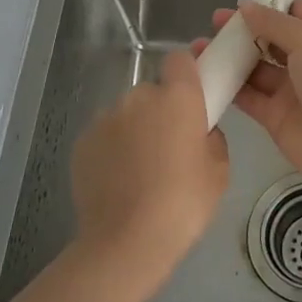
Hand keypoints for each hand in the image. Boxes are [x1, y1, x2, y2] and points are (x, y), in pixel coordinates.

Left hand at [70, 50, 229, 290]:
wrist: (125, 242)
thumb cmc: (183, 204)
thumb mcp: (219, 171)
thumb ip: (211, 137)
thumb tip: (198, 132)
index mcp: (177, 97)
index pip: (180, 59)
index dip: (188, 72)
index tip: (195, 95)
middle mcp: (138, 97)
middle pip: (153, 92)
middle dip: (162, 111)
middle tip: (172, 148)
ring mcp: (105, 118)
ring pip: (128, 114)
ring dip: (136, 130)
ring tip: (142, 171)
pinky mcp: (82, 142)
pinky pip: (106, 135)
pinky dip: (113, 150)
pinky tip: (120, 182)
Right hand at [192, 0, 301, 195]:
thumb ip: (275, 23)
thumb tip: (246, 6)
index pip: (294, 11)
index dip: (268, 3)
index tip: (238, 0)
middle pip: (269, 38)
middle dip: (242, 30)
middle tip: (212, 23)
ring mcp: (290, 90)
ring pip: (254, 68)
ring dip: (230, 57)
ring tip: (199, 47)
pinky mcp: (275, 117)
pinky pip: (247, 97)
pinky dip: (227, 87)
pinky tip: (203, 76)